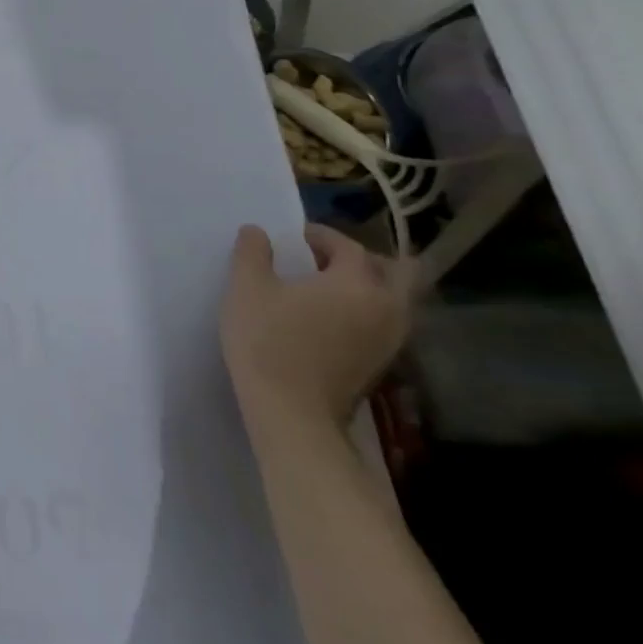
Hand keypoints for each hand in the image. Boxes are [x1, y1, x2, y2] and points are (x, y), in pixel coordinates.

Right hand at [221, 224, 412, 426]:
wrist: (292, 412)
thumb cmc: (267, 341)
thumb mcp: (246, 288)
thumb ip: (252, 253)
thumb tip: (257, 231)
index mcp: (357, 283)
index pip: (349, 246)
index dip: (322, 236)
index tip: (295, 237)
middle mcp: (387, 308)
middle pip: (395, 272)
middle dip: (363, 259)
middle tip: (325, 260)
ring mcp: (392, 340)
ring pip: (396, 301)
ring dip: (369, 287)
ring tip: (328, 289)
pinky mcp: (383, 364)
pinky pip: (387, 324)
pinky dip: (368, 311)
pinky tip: (334, 319)